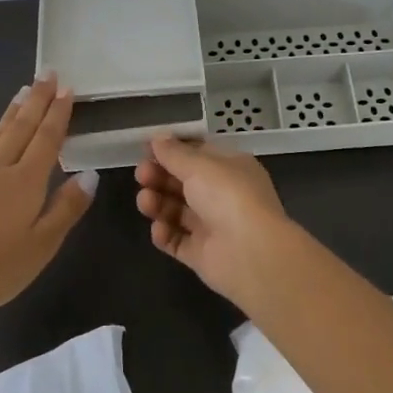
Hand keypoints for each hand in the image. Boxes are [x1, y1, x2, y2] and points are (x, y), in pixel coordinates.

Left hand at [0, 75, 97, 325]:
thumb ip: (67, 207)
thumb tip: (90, 174)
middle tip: (46, 74)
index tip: (66, 87)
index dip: (58, 113)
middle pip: (20, 129)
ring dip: (7, 116)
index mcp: (26, 182)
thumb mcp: (43, 244)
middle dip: (36, 101)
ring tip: (19, 93)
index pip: (47, 139)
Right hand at [134, 136, 301, 311]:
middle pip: (183, 182)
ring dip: (158, 203)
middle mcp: (222, 195)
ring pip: (177, 211)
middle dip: (160, 176)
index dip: (172, 151)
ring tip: (146, 202)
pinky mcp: (202, 254)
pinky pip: (177, 240)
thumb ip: (174, 153)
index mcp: (230, 168)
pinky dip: (165, 234)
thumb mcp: (200, 165)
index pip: (198, 154)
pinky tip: (159, 229)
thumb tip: (158, 138)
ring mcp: (212, 226)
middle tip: (141, 175)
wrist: (251, 253)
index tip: (146, 149)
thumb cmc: (228, 197)